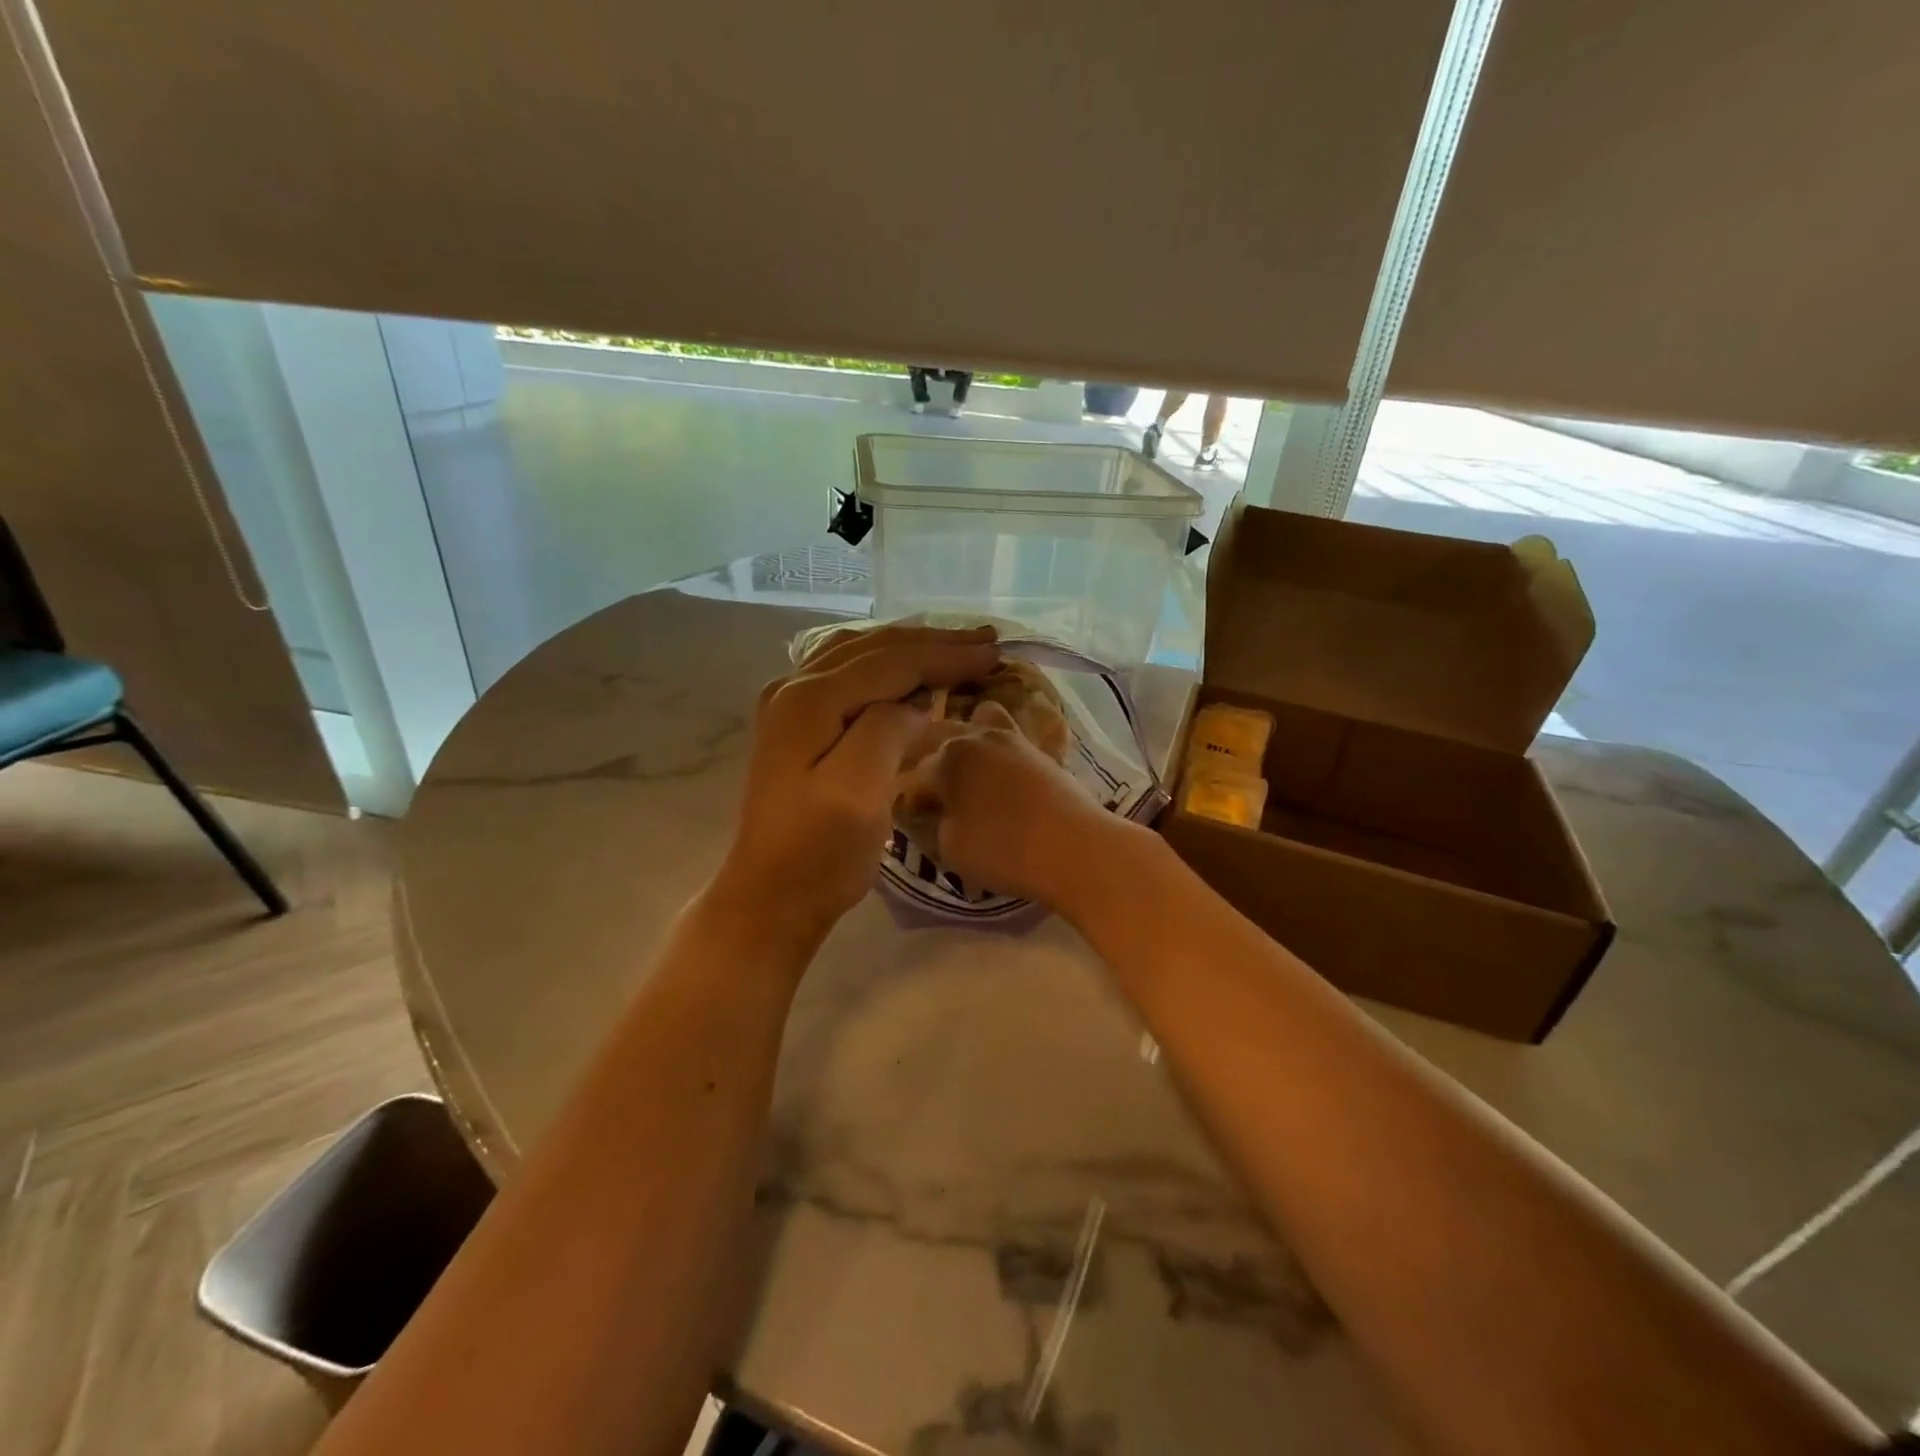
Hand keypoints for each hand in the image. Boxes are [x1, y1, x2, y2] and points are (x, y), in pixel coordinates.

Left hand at [713, 624, 999, 951]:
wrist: (772, 896)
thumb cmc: (820, 852)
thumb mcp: (858, 792)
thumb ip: (886, 730)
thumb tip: (914, 700)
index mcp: (810, 699)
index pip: (891, 662)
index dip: (946, 654)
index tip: (996, 653)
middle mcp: (794, 687)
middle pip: (875, 647)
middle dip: (934, 641)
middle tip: (987, 639)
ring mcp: (790, 703)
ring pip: (860, 653)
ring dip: (911, 646)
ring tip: (955, 645)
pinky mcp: (797, 723)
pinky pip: (848, 671)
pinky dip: (886, 663)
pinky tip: (906, 667)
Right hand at [912, 701, 1129, 909]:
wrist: (1076, 848)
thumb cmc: (1003, 850)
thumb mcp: (949, 848)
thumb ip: (932, 825)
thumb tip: (931, 813)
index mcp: (945, 757)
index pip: (915, 776)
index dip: (913, 802)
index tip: (919, 822)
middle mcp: (975, 736)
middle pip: (942, 741)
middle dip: (935, 766)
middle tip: (940, 799)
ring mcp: (1011, 738)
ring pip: (978, 725)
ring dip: (968, 746)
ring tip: (970, 779)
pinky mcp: (1039, 750)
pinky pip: (1008, 739)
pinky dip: (998, 751)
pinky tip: (1001, 779)